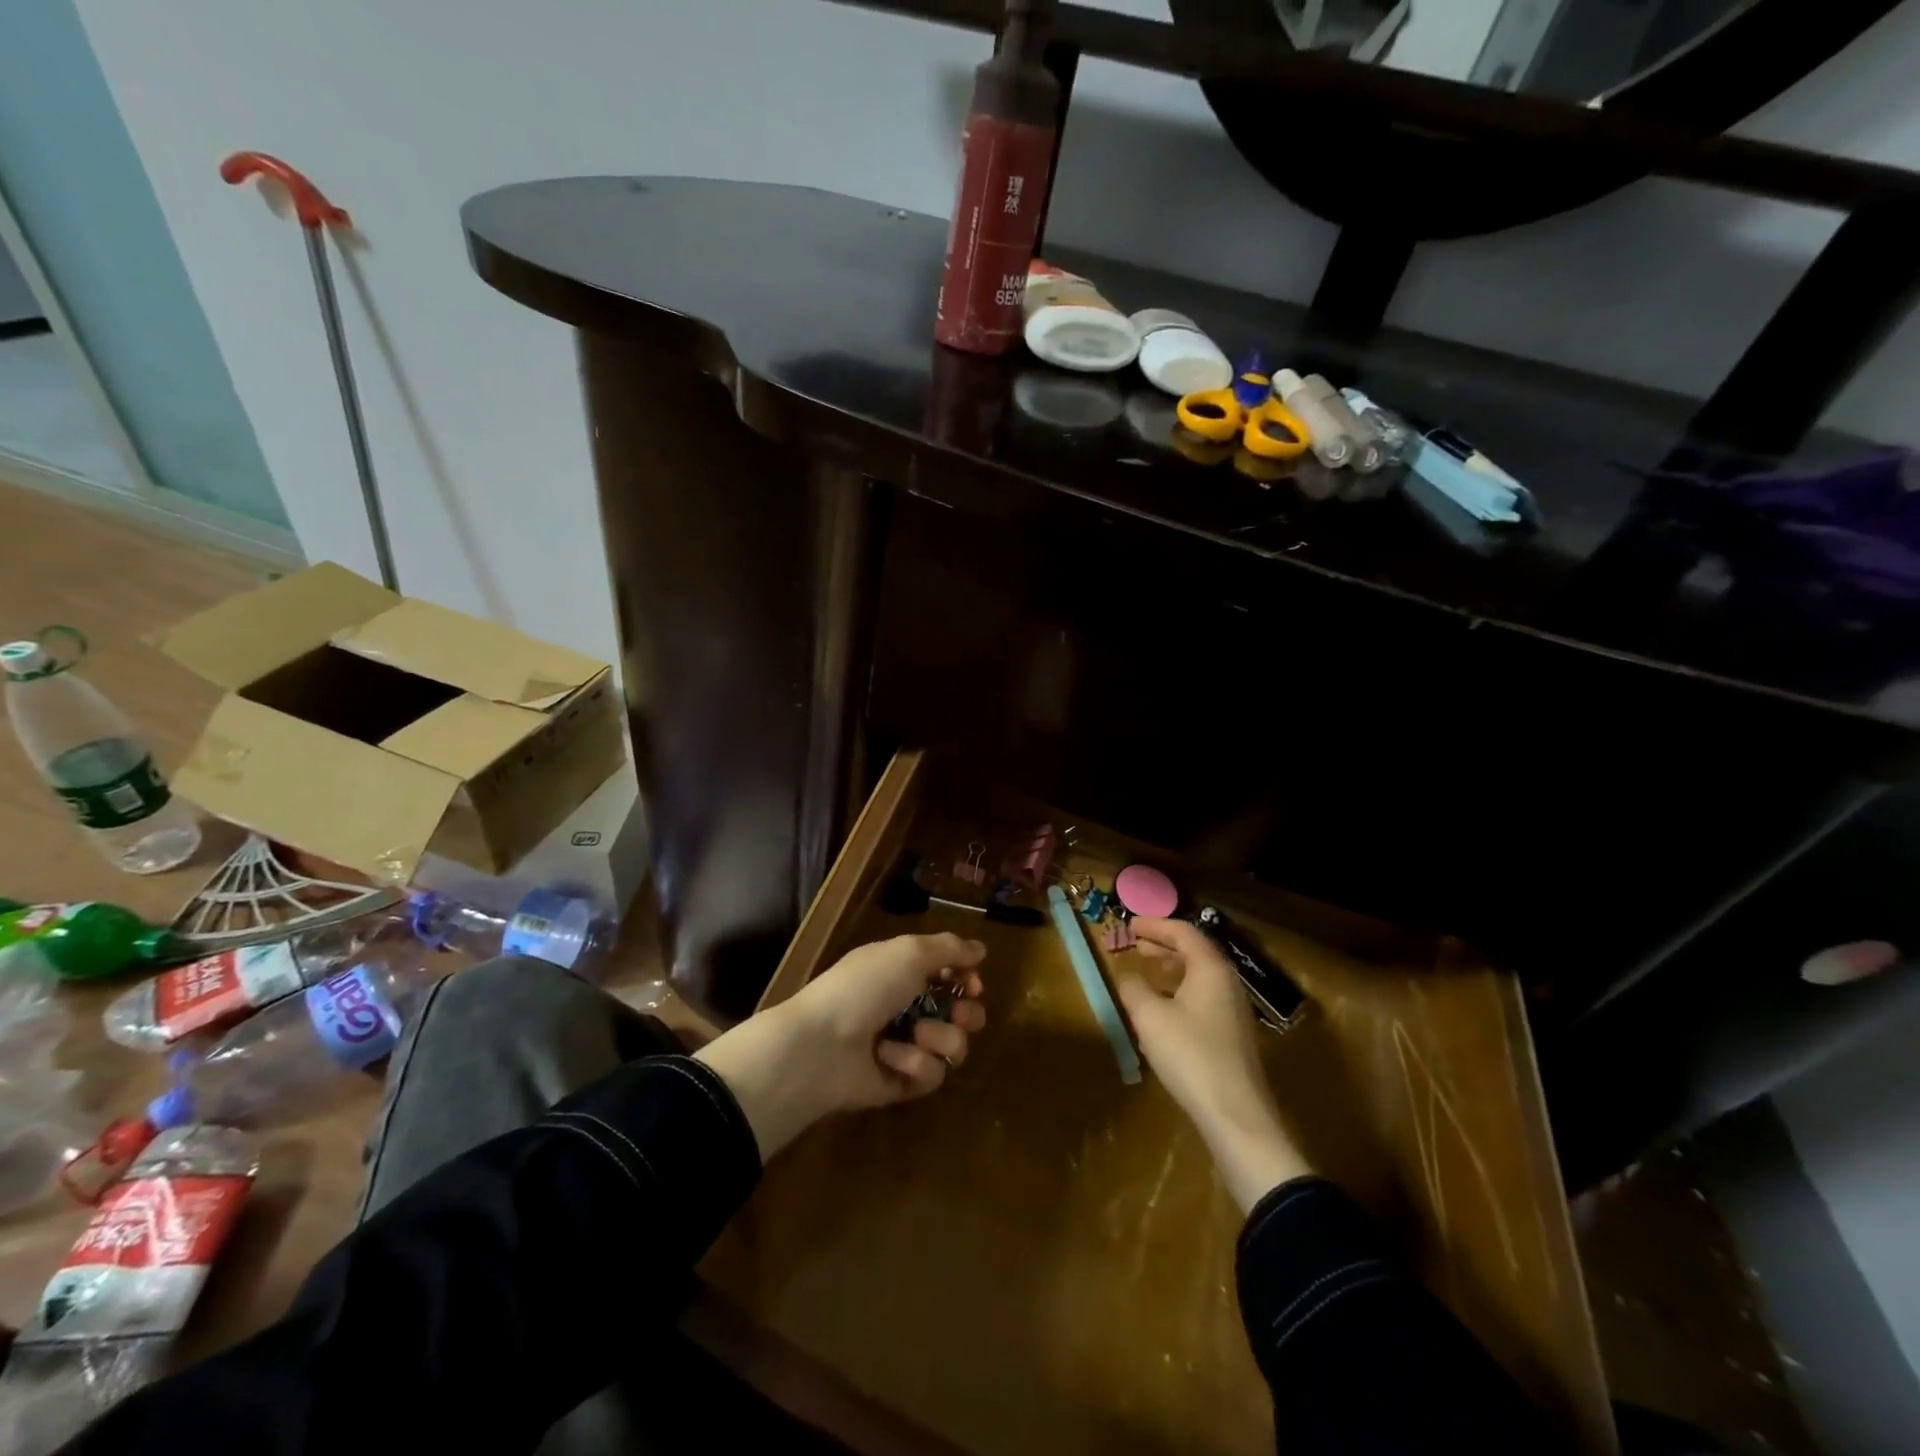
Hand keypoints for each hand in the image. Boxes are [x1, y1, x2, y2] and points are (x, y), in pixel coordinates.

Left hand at [694, 933, 986, 1159]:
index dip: (968, 978)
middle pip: (963, 1013)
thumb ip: (949, 948)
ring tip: (916, 1035)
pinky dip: (914, 1063)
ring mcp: (907, 1047)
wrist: (821, 1046)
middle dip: (967, 1012)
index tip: (973, 982)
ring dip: (940, 1037)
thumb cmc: (863, 987)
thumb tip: (981, 949)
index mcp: (904, 972)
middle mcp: (909, 1007)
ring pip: (954, 1045)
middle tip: (958, 1013)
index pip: (951, 973)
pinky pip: (931, 1074)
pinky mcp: (903, 1082)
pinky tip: (888, 1057)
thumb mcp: (908, 952)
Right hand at [1115, 918, 1309, 1210]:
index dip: (1155, 925)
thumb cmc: (1190, 1054)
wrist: (1235, 1114)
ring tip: (1146, 970)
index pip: (1183, 932)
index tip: (1130, 924)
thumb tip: (1127, 975)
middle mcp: (1227, 983)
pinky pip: (1203, 997)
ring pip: (1199, 976)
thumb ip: (1133, 988)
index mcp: (1210, 968)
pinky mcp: (1232, 1036)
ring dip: (1171, 968)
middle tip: (1135, 944)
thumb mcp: (1149, 1016)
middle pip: (1194, 951)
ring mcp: (1233, 1010)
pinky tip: (1162, 1008)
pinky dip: (1179, 990)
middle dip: (1163, 945)